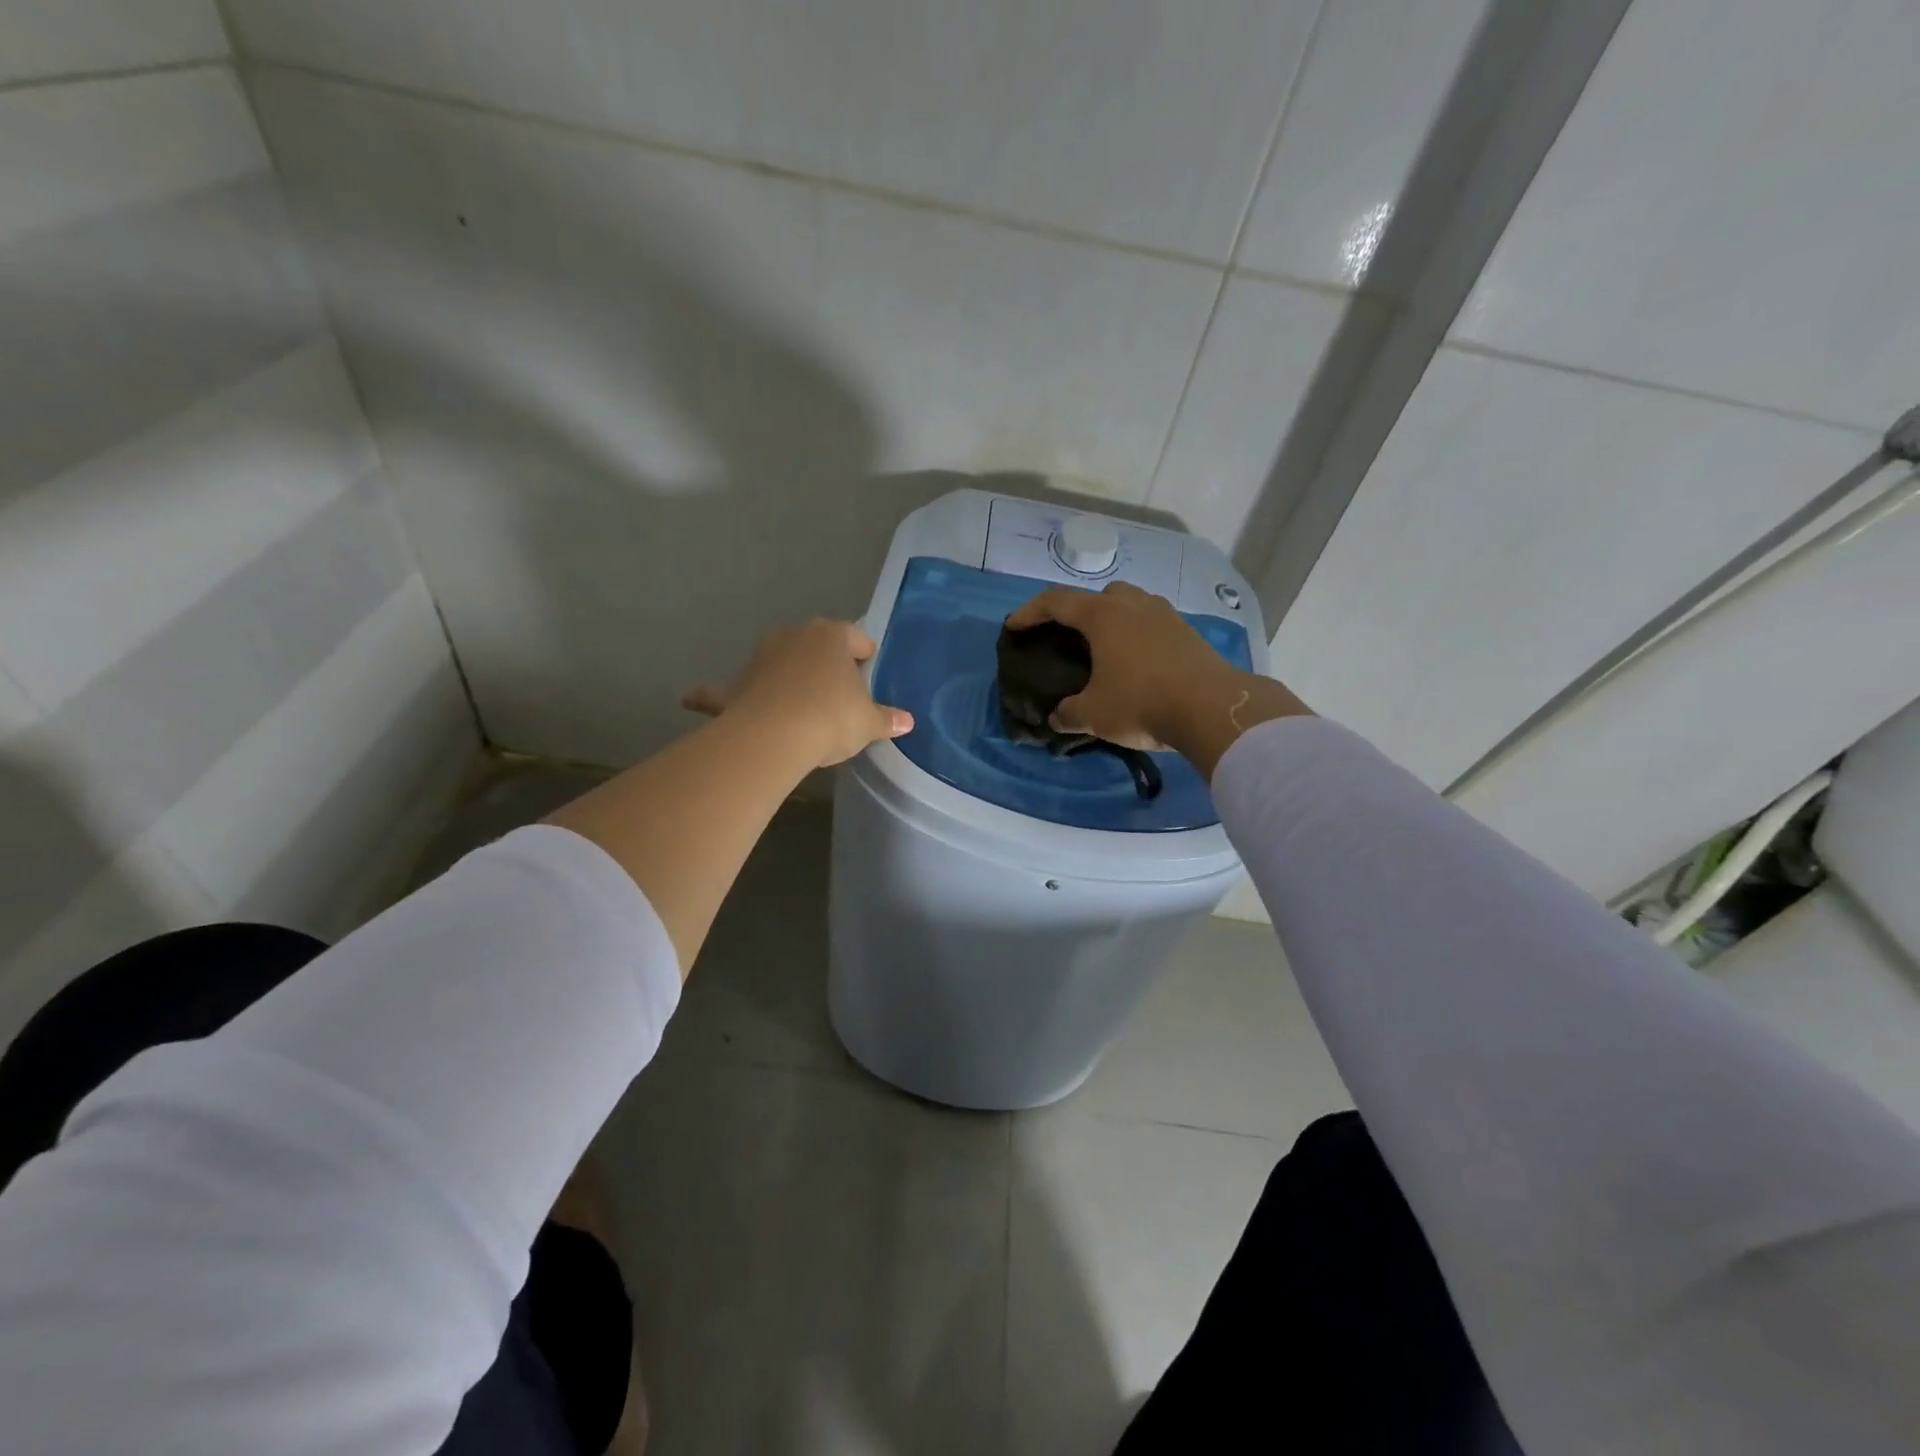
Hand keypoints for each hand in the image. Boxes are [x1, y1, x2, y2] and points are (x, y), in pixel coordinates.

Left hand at [682, 619, 913, 767]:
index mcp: (831, 636)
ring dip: (785, 676)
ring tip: (797, 707)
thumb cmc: (831, 718)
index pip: (856, 637)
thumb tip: (907, 722)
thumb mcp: (868, 723)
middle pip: (815, 646)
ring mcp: (759, 657)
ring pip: (778, 662)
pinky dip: (713, 695)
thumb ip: (887, 719)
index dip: (865, 656)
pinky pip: (726, 689)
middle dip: (825, 665)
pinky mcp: (734, 684)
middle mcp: (793, 636)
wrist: (774, 737)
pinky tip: (694, 699)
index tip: (868, 674)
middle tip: (838, 695)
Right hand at [1006, 582, 1308, 773]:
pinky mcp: (1188, 632)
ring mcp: (1165, 615)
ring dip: (1113, 621)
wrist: (1212, 708)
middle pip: (1098, 595)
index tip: (1014, 626)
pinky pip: (1152, 624)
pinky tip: (1138, 665)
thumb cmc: (1142, 703)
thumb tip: (1057, 718)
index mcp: (1102, 616)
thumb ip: (1068, 713)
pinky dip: (1138, 637)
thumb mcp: (1093, 714)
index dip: (1029, 612)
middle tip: (1069, 638)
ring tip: (1106, 652)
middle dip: (1078, 611)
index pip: (1055, 602)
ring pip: (1130, 605)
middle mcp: (1133, 605)